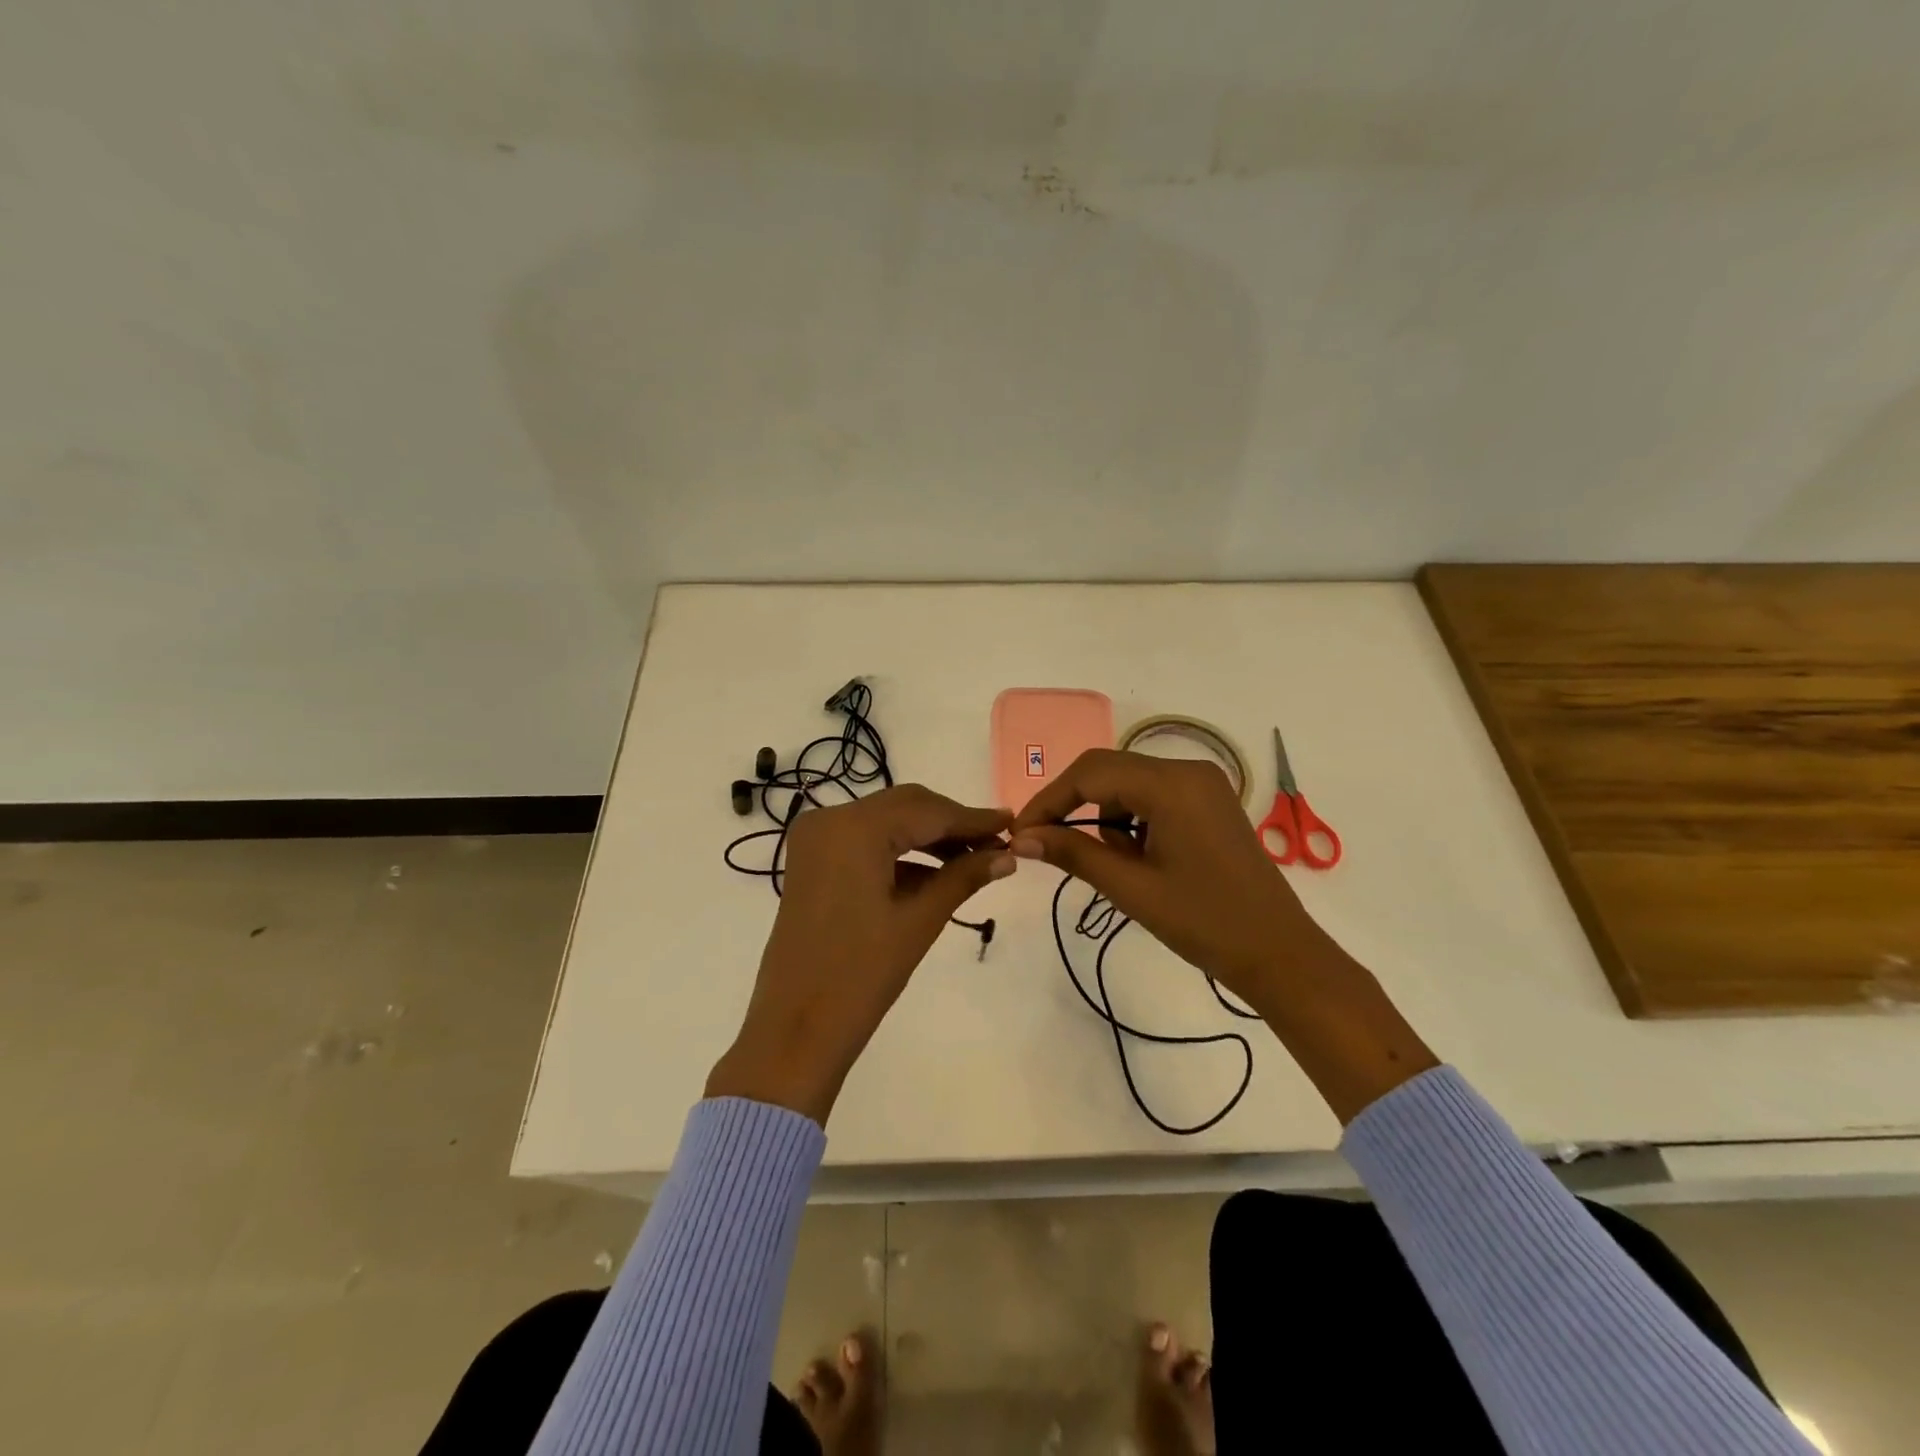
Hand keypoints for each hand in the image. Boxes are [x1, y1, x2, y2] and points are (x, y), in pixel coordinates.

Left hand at [706, 786, 1014, 1124]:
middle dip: (951, 824)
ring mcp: (815, 837)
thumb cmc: (861, 975)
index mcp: (854, 828)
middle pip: (905, 806)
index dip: (973, 818)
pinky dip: (900, 851)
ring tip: (974, 859)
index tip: (1012, 823)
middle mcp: (830, 818)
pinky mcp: (812, 859)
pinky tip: (936, 871)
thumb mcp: (919, 921)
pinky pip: (865, 840)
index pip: (927, 811)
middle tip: (997, 843)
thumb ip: (964, 876)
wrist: (796, 1027)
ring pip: (886, 821)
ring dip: (927, 836)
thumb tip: (1008, 855)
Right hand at [1007, 749, 1332, 1010]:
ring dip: (1104, 814)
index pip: (1090, 773)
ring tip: (1109, 862)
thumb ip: (1073, 853)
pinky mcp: (1208, 800)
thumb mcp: (1131, 888)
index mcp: (1171, 784)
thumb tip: (1021, 839)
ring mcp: (1202, 783)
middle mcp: (1187, 769)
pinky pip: (1152, 794)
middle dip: (1072, 804)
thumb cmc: (1204, 922)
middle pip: (1108, 769)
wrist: (1278, 951)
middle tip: (1044, 842)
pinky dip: (1131, 817)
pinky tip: (1137, 856)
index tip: (1021, 833)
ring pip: (1128, 781)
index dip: (1049, 800)